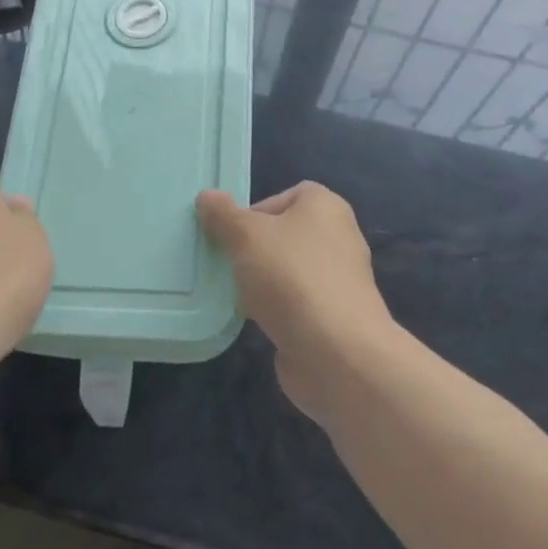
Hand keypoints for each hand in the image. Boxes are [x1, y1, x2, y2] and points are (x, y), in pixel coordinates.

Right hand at [196, 181, 393, 419]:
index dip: (257, 210)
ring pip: (290, 271)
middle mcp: (339, 238)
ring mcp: (340, 281)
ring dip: (264, 282)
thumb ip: (223, 215)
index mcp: (326, 207)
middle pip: (287, 235)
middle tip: (229, 263)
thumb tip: (207, 197)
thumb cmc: (291, 278)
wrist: (337, 353)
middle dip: (256, 249)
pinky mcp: (335, 318)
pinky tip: (257, 323)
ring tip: (237, 295)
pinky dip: (278, 311)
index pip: (289, 195)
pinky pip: (298, 305)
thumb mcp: (246, 236)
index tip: (233, 233)